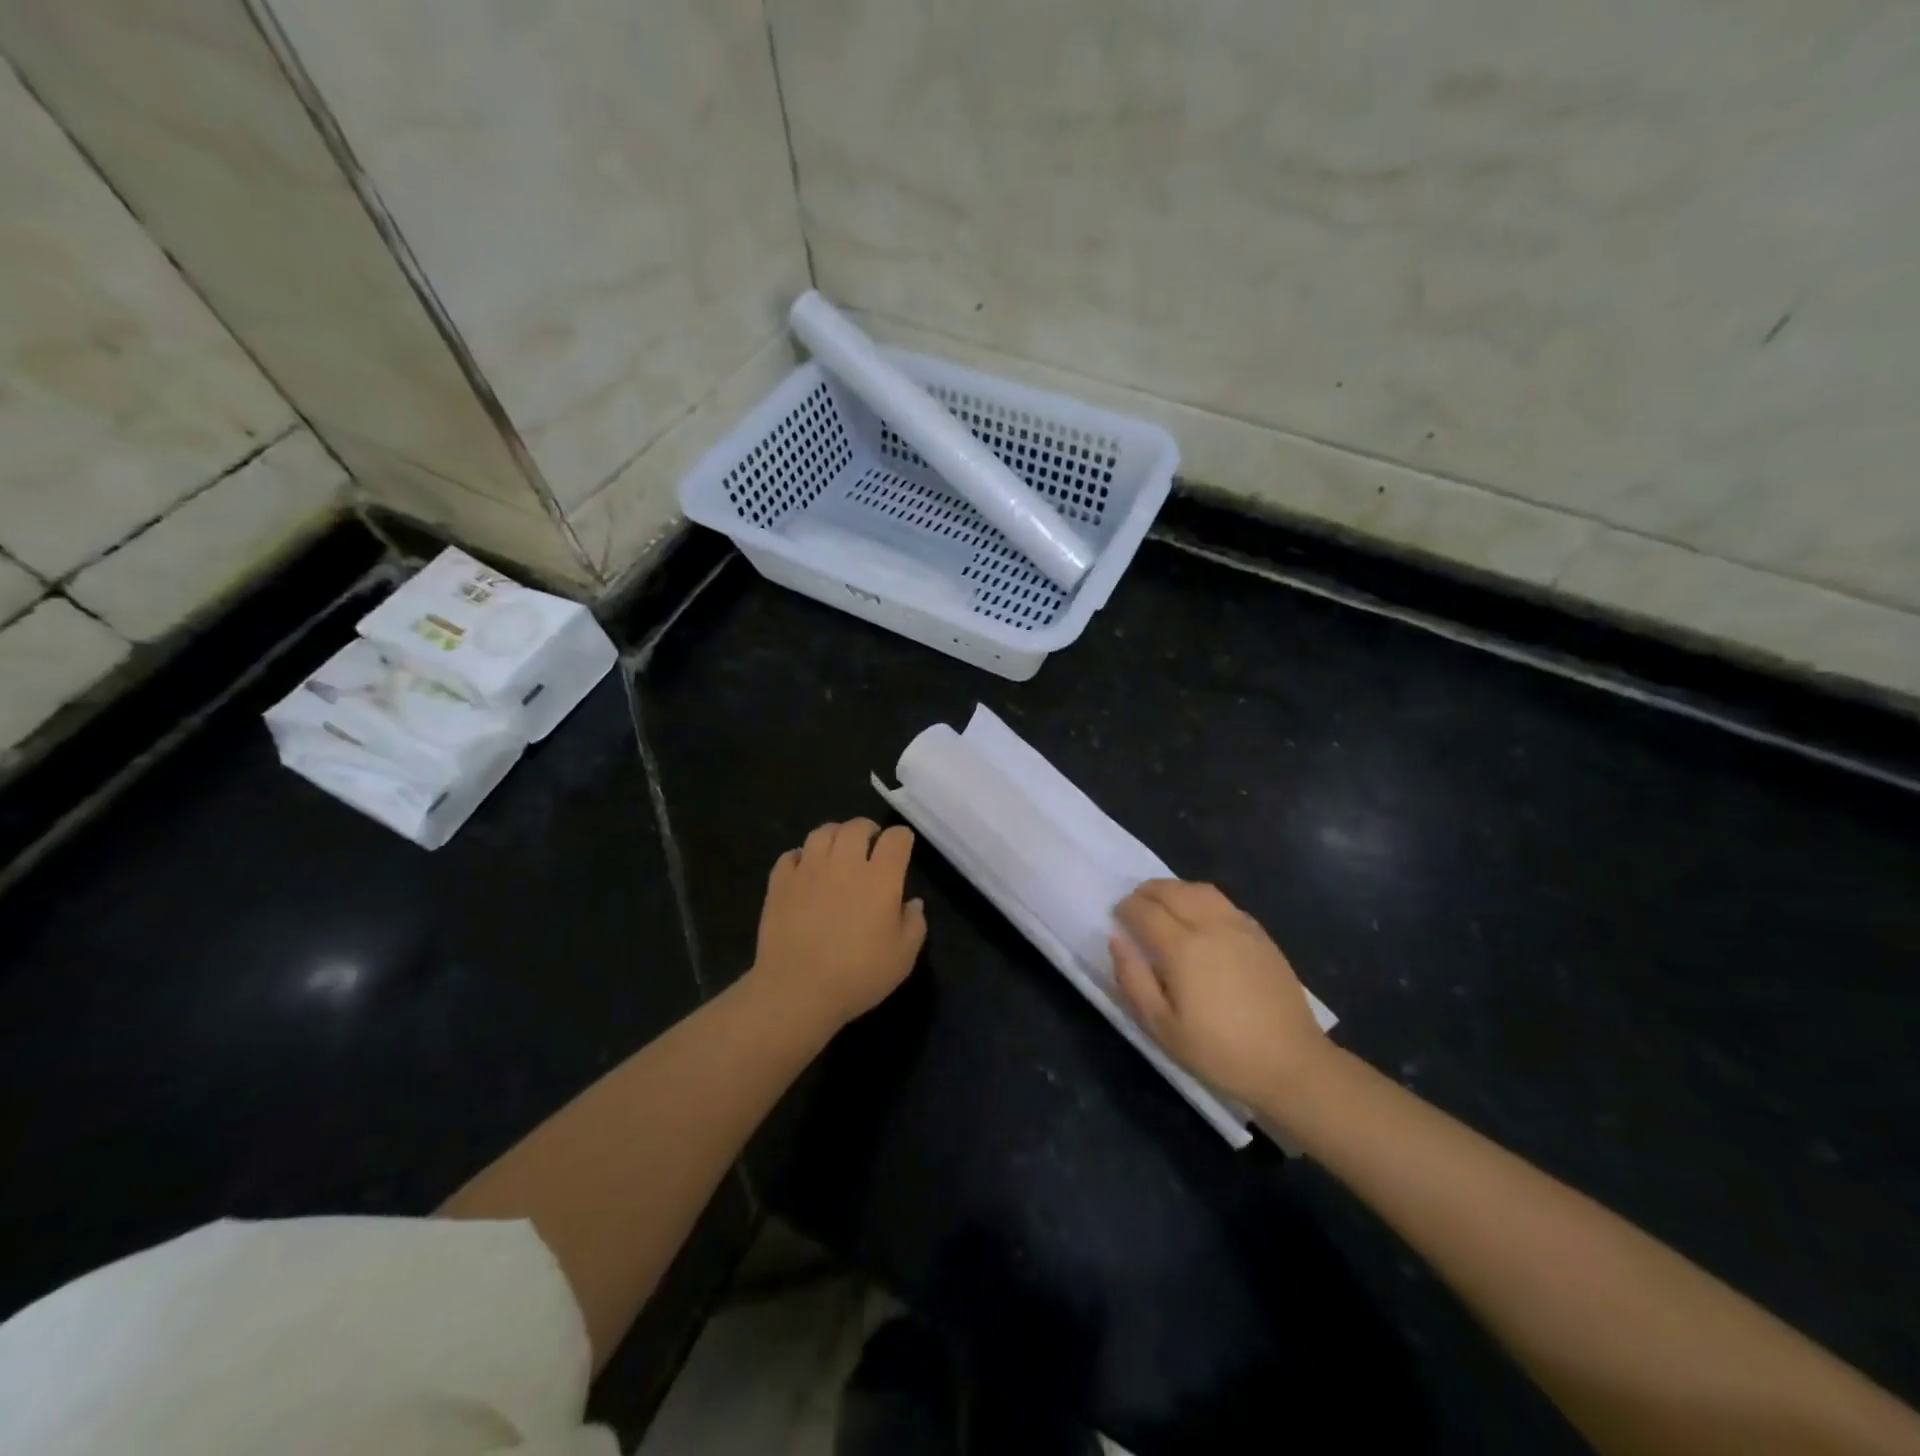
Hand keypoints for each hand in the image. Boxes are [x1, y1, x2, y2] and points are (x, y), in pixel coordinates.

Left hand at [751, 819, 926, 1033]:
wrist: (797, 990)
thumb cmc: (858, 976)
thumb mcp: (903, 957)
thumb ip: (914, 924)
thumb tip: (912, 902)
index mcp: (880, 878)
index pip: (896, 838)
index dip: (902, 838)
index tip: (903, 847)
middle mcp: (845, 864)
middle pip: (857, 826)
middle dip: (868, 830)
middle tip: (870, 845)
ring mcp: (809, 870)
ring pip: (822, 832)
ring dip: (835, 835)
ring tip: (838, 850)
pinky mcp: (780, 882)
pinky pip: (791, 855)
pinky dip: (801, 856)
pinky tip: (806, 870)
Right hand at [1111, 879, 1328, 1107]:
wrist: (1290, 1064)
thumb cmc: (1219, 1051)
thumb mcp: (1161, 1027)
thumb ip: (1132, 979)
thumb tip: (1117, 940)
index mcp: (1182, 947)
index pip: (1144, 910)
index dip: (1125, 909)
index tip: (1116, 917)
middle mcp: (1210, 925)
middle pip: (1171, 890)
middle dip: (1146, 892)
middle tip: (1134, 906)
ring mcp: (1240, 926)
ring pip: (1199, 889)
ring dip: (1174, 889)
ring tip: (1163, 904)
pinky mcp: (1261, 934)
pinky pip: (1223, 902)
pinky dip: (1200, 898)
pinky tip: (1199, 917)